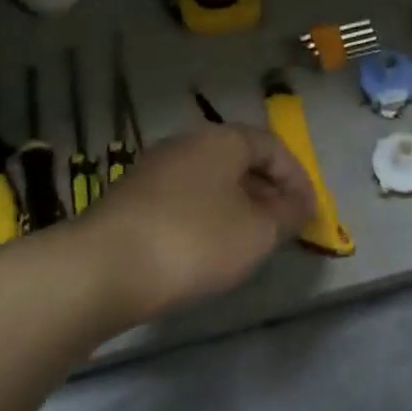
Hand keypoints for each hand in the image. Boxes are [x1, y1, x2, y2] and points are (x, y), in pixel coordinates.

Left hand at [85, 123, 316, 324]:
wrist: (101, 270)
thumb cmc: (194, 241)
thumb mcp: (258, 232)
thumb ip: (288, 215)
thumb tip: (300, 205)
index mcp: (222, 140)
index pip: (273, 147)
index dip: (298, 179)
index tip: (310, 215)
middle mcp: (187, 144)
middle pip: (240, 161)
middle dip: (268, 192)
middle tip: (284, 227)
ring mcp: (154, 171)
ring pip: (211, 181)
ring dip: (238, 206)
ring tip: (250, 241)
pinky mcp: (131, 200)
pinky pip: (185, 200)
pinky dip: (207, 217)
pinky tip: (208, 250)